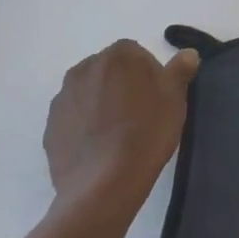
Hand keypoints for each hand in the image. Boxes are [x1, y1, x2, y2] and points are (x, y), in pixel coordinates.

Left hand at [43, 41, 198, 219]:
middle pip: (110, 71)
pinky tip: (100, 147)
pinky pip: (74, 117)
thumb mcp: (175, 98)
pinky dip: (85, 125)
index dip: (150, 75)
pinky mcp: (50, 126)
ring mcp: (63, 97)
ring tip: (118, 134)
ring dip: (102, 103)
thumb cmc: (146, 133)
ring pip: (90, 93)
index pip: (137, 54)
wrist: (103, 184)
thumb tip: (188, 53)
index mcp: (117, 56)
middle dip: (123, 85)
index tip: (157, 99)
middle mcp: (84, 68)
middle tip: (141, 115)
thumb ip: (180, 70)